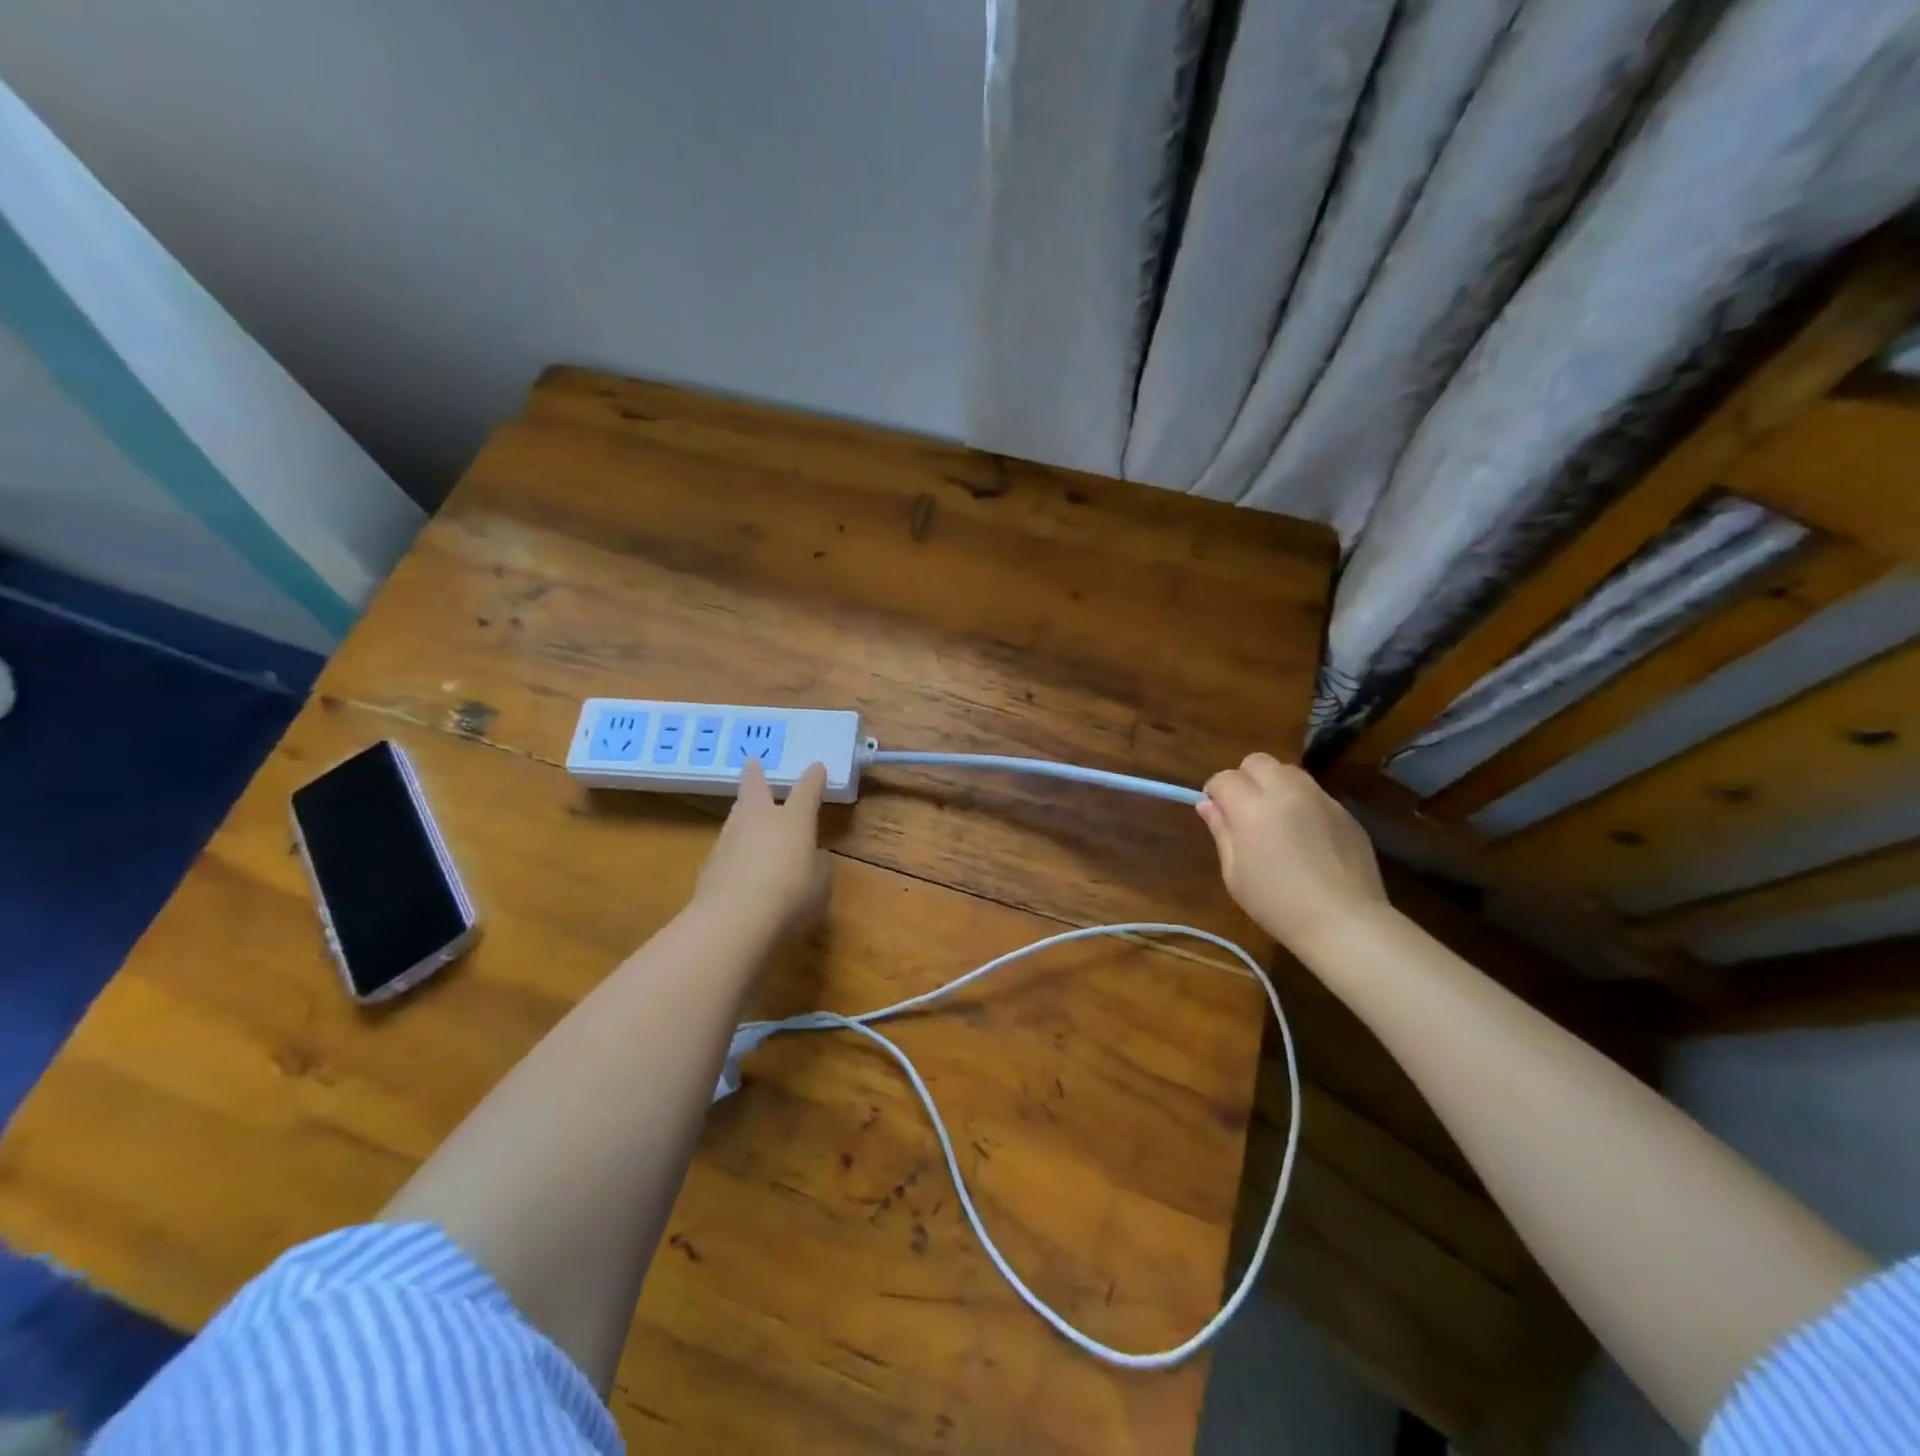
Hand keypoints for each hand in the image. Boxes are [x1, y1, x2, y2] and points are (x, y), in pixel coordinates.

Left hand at [693, 760, 831, 942]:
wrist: (734, 920)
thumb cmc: (791, 896)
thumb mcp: (820, 884)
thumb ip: (816, 866)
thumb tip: (810, 858)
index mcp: (793, 820)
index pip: (806, 791)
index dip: (813, 779)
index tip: (816, 766)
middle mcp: (759, 820)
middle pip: (755, 790)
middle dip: (756, 776)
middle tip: (753, 762)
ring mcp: (729, 840)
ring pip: (737, 817)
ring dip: (743, 812)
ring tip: (748, 814)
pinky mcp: (709, 864)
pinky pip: (727, 848)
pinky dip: (735, 849)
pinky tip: (740, 863)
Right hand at [1198, 753, 1388, 951]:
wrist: (1344, 922)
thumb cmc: (1277, 903)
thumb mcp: (1235, 873)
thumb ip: (1221, 831)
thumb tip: (1208, 805)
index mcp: (1253, 808)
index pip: (1225, 778)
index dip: (1215, 792)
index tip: (1217, 813)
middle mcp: (1287, 792)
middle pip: (1257, 761)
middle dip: (1245, 778)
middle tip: (1245, 811)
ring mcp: (1321, 798)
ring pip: (1289, 771)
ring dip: (1274, 785)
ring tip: (1276, 818)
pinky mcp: (1345, 812)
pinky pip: (1315, 793)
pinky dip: (1302, 802)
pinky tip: (1306, 836)